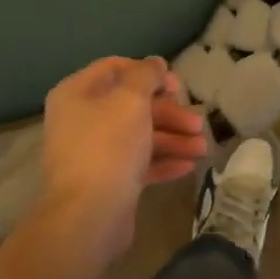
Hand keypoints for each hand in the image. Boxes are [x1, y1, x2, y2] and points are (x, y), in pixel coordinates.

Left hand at [33, 56, 207, 261]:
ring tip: (202, 149)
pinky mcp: (106, 181)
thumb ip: (146, 75)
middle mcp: (81, 119)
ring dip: (172, 138)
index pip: (115, 68)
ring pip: (138, 135)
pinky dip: (162, 161)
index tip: (176, 86)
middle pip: (131, 105)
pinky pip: (137, 163)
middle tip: (197, 123)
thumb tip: (155, 62)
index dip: (149, 72)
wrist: (88, 216)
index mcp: (77, 93)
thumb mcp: (131, 100)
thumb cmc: (108, 147)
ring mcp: (92, 152)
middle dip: (169, 113)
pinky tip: (188, 166)